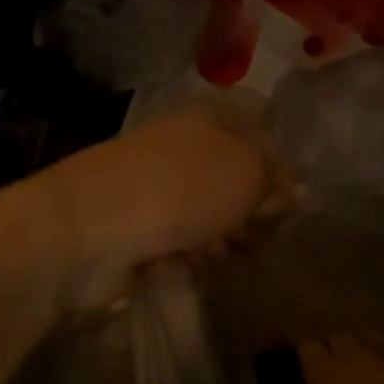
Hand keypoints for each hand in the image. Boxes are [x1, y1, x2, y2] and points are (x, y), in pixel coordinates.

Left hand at [32, 112, 279, 309]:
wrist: (91, 230)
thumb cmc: (180, 190)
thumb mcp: (247, 171)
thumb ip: (276, 177)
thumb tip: (292, 189)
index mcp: (209, 118)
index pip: (261, 136)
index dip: (280, 171)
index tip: (291, 205)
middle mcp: (183, 147)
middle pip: (237, 180)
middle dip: (254, 212)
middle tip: (256, 233)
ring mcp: (158, 188)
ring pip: (212, 215)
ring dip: (226, 238)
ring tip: (223, 253)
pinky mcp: (139, 228)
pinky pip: (184, 242)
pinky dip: (195, 256)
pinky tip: (195, 265)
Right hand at [297, 335, 383, 383]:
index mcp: (322, 369)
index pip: (306, 345)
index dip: (308, 352)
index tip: (309, 363)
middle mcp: (350, 351)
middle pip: (337, 335)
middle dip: (336, 345)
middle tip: (338, 363)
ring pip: (369, 334)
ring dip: (365, 344)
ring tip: (368, 361)